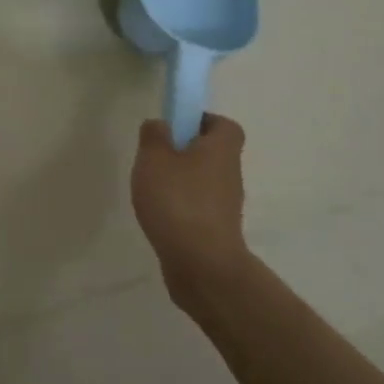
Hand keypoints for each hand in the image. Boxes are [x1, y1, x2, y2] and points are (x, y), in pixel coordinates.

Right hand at [131, 113, 251, 315]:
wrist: (201, 262)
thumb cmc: (177, 200)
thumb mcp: (154, 158)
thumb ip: (154, 135)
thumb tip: (160, 124)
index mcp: (221, 150)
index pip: (225, 125)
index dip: (202, 121)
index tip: (176, 126)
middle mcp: (230, 173)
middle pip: (214, 152)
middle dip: (186, 150)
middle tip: (156, 156)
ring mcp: (226, 204)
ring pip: (205, 179)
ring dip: (182, 179)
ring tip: (152, 187)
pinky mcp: (217, 228)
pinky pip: (200, 205)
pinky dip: (182, 204)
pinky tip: (159, 213)